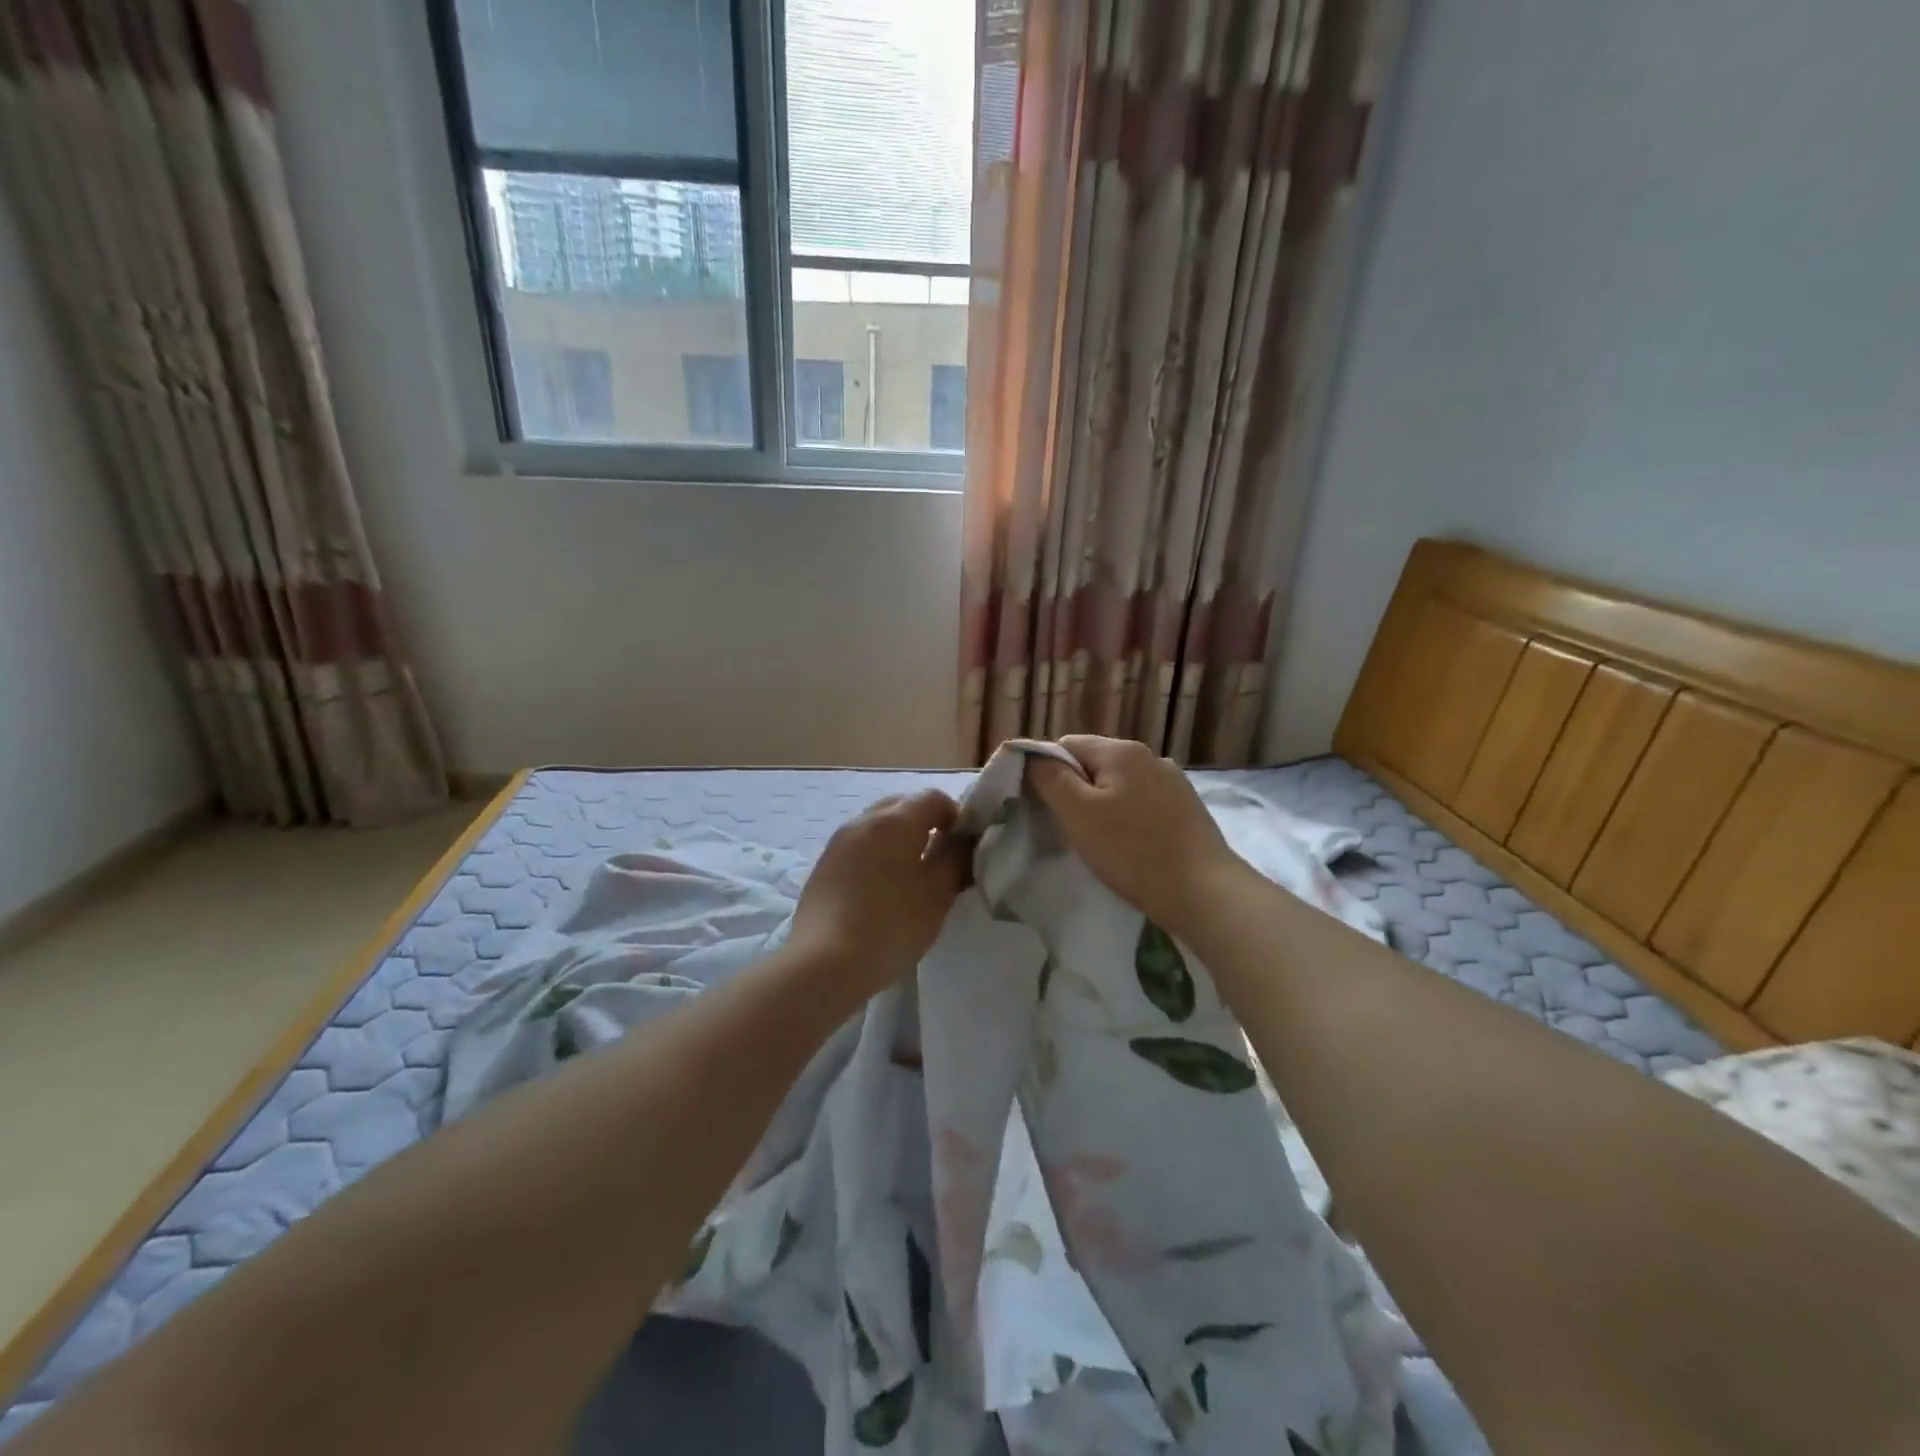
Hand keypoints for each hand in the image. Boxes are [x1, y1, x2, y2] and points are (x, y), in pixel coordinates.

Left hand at [788, 791, 967, 993]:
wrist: (823, 963)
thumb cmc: (891, 924)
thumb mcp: (938, 893)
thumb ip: (956, 857)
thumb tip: (963, 839)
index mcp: (895, 820)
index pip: (934, 797)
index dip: (956, 817)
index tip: (963, 849)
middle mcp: (863, 821)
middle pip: (903, 806)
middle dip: (926, 825)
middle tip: (940, 862)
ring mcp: (838, 843)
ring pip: (878, 827)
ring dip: (900, 842)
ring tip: (911, 880)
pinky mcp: (823, 867)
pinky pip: (859, 848)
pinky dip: (877, 858)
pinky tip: (881, 894)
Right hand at [1025, 736, 1245, 934]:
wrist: (1204, 892)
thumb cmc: (1132, 851)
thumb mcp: (1078, 814)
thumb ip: (1050, 779)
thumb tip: (1031, 756)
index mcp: (1121, 750)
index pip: (1066, 745)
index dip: (1047, 772)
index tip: (1043, 808)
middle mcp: (1150, 756)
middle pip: (1094, 764)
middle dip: (1075, 791)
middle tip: (1069, 829)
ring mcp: (1173, 782)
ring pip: (1119, 785)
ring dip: (1102, 806)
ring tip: (1099, 841)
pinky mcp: (1187, 808)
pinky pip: (1142, 803)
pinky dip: (1127, 818)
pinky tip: (1130, 846)